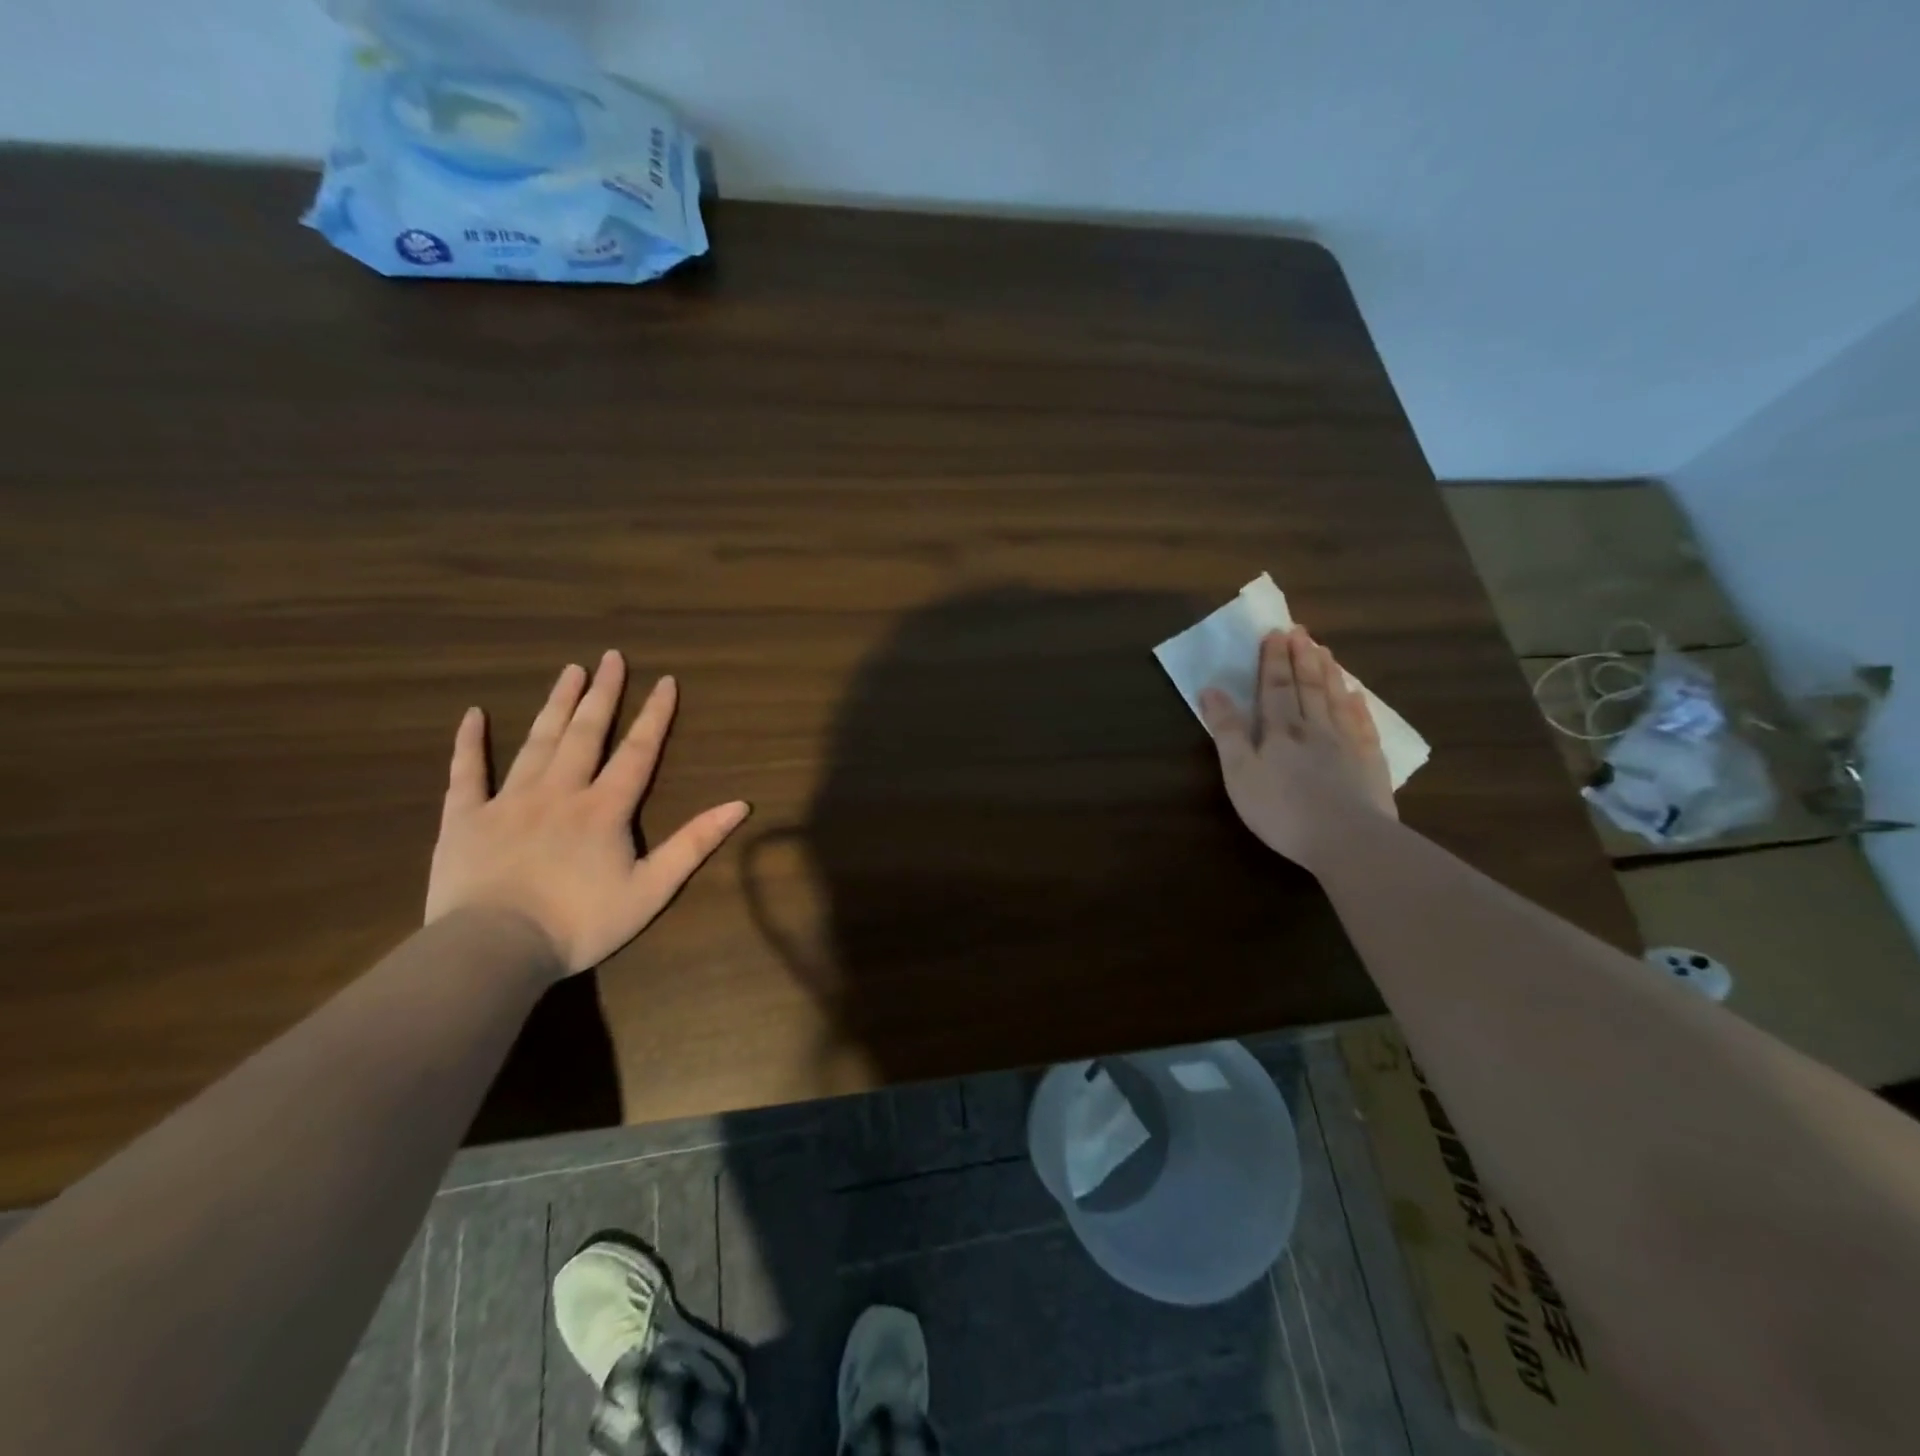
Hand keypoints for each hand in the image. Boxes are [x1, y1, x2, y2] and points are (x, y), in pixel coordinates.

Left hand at [425, 650, 749, 976]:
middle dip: (603, 693)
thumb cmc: (581, 923)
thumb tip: (740, 805)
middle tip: (611, 656)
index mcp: (605, 808)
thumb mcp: (652, 889)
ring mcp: (509, 800)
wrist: (495, 950)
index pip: (637, 751)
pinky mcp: (465, 818)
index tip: (665, 680)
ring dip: (556, 704)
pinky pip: (466, 772)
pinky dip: (469, 742)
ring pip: (537, 742)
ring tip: (569, 671)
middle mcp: (560, 791)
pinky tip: (473, 714)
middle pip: (586, 733)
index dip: (655, 715)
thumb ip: (694, 843)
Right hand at [1199, 626, 1395, 868]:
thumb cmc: (1281, 809)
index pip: (1274, 688)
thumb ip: (1226, 731)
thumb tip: (1210, 690)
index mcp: (1279, 731)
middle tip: (1301, 631)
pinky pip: (1363, 726)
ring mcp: (1346, 744)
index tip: (1275, 633)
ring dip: (1329, 674)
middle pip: (1307, 687)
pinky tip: (1357, 695)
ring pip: (1336, 700)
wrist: (1346, 839)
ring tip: (1325, 652)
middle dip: (1301, 658)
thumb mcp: (1239, 772)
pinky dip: (1358, 706)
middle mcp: (1314, 729)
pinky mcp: (1370, 764)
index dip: (1272, 661)